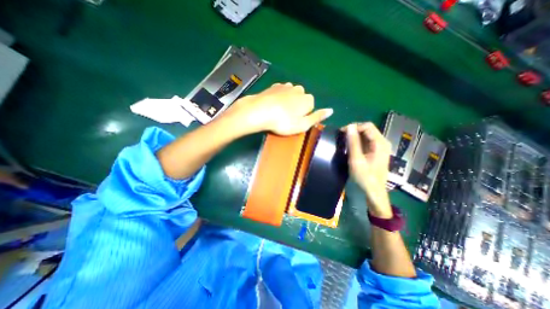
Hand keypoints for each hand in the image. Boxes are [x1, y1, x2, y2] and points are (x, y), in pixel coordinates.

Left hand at [225, 83, 332, 134]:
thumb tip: (331, 110)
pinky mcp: (274, 86)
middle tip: (286, 118)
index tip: (294, 122)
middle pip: (301, 99)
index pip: (311, 107)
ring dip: (288, 102)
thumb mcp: (303, 125)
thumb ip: (317, 117)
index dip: (303, 116)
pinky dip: (279, 97)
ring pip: (291, 95)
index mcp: (307, 99)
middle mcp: (299, 89)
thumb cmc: (283, 122)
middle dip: (296, 107)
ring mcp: (285, 86)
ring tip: (279, 112)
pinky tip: (273, 105)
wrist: (260, 111)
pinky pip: (281, 92)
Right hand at [345, 122, 393, 218]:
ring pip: (366, 135)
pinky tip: (351, 147)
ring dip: (355, 137)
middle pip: (367, 129)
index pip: (367, 126)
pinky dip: (358, 142)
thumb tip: (349, 127)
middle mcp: (382, 142)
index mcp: (380, 143)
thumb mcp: (356, 159)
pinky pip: (367, 141)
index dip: (354, 127)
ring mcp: (380, 147)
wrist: (373, 191)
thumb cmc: (365, 176)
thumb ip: (353, 142)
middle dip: (354, 131)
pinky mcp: (377, 151)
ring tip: (344, 142)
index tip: (342, 133)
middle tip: (342, 138)